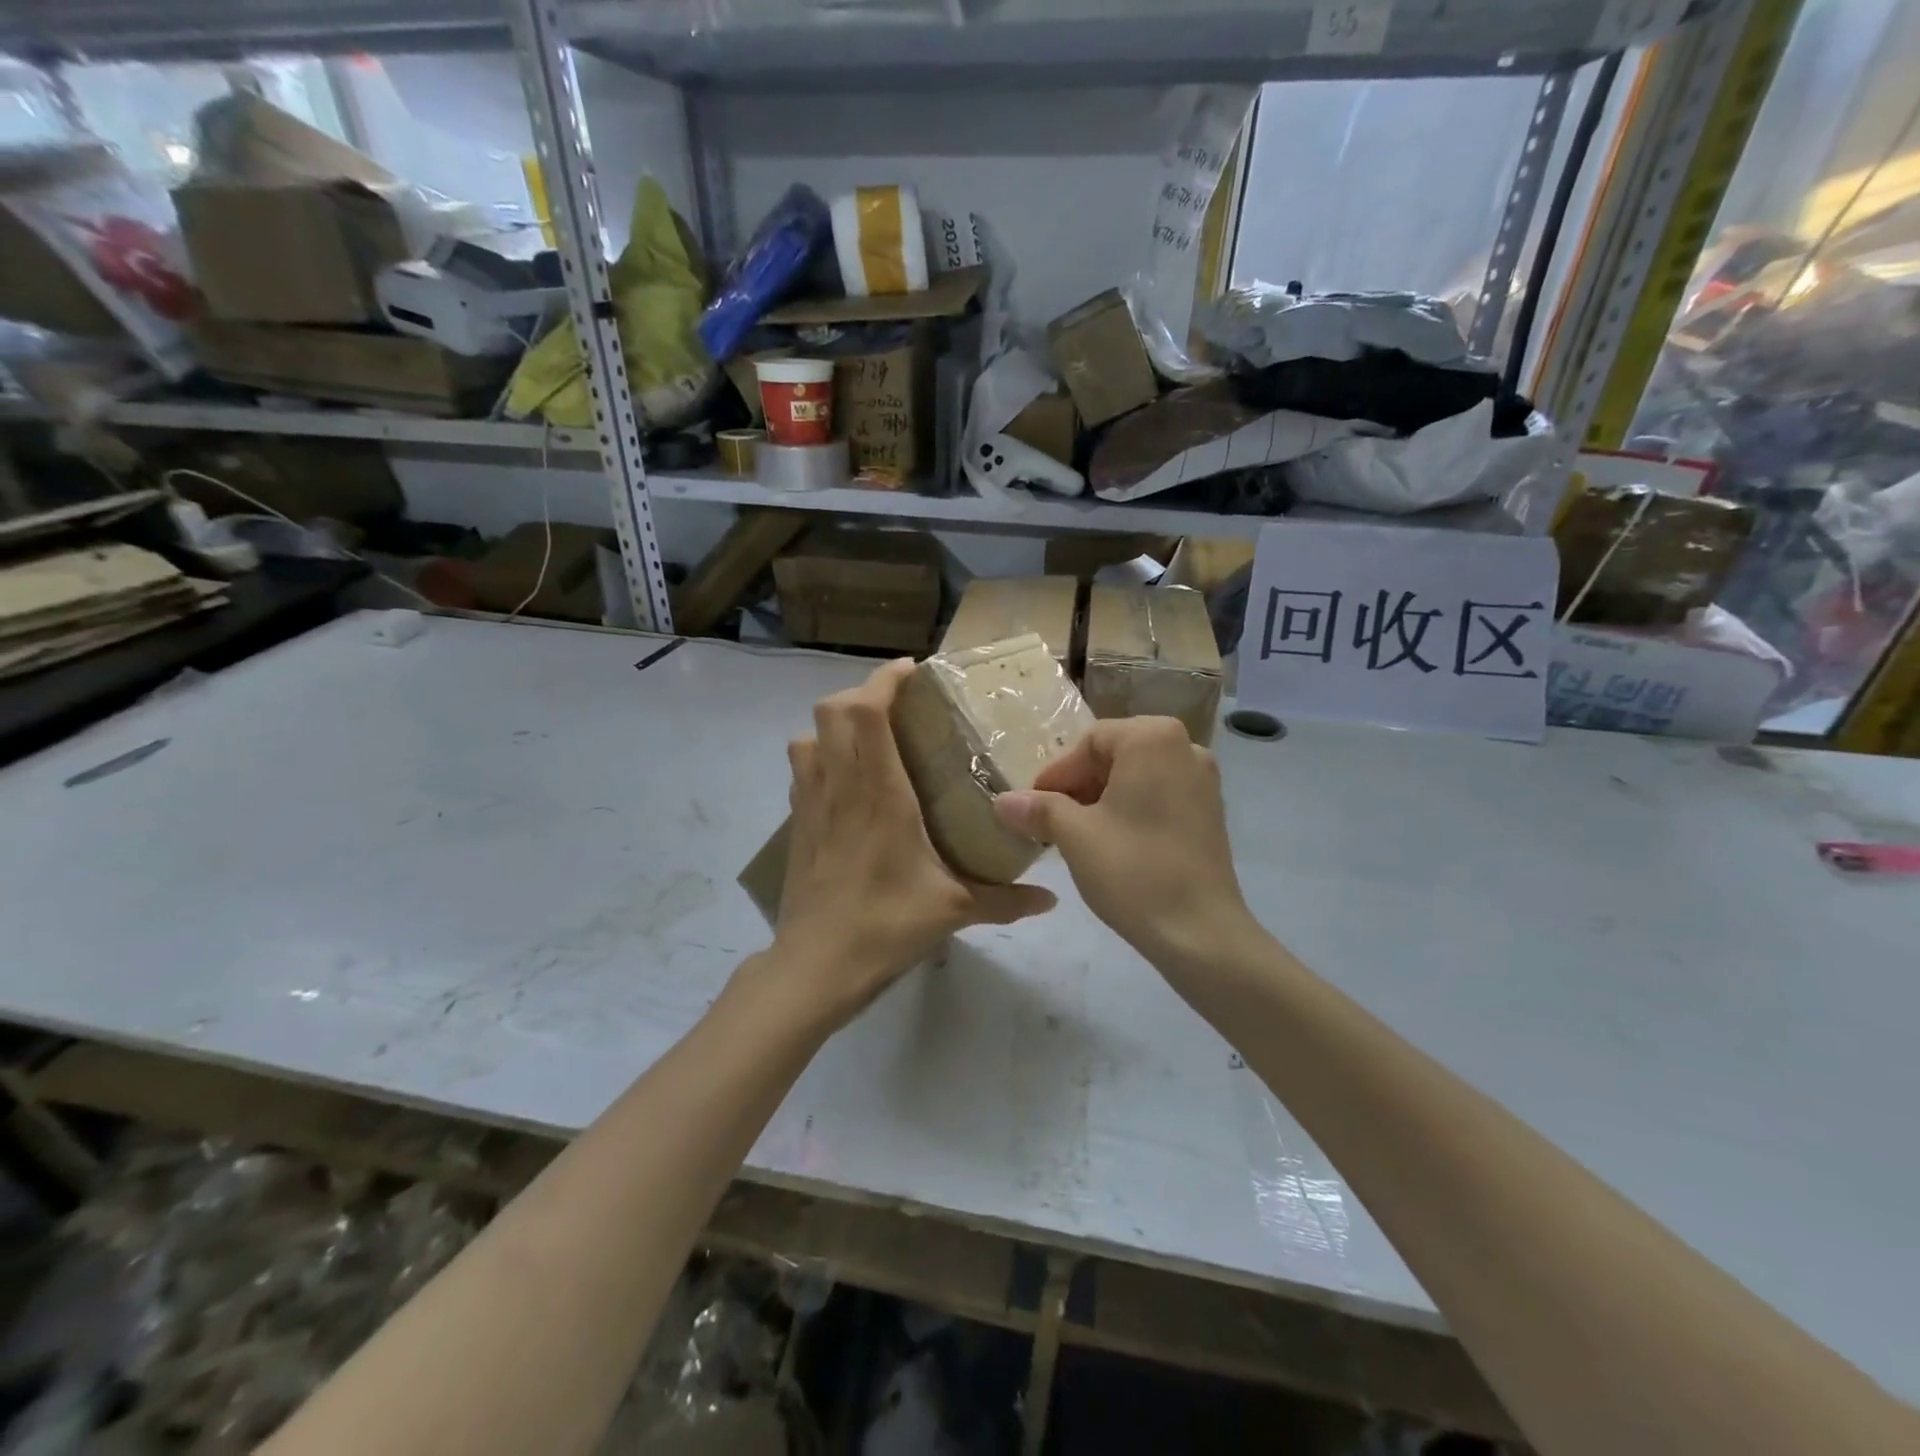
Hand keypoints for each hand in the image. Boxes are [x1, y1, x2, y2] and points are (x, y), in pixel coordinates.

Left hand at [756, 660, 1056, 1030]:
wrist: (815, 967)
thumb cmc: (885, 926)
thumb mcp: (954, 910)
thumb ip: (1006, 900)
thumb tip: (1051, 900)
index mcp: (878, 792)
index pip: (866, 711)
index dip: (884, 679)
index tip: (912, 672)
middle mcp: (839, 785)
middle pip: (830, 711)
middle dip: (862, 694)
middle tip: (898, 706)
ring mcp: (811, 804)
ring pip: (807, 736)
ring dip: (835, 724)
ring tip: (870, 738)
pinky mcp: (797, 825)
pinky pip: (802, 770)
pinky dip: (821, 756)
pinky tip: (849, 783)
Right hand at [993, 717, 1258, 974]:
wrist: (1199, 932)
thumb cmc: (1133, 870)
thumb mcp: (1074, 835)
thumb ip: (1037, 809)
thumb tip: (1002, 801)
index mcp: (1153, 738)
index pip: (1090, 742)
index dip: (1057, 774)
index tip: (1034, 807)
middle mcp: (1186, 747)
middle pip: (1115, 755)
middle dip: (1079, 786)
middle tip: (1052, 821)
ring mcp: (1204, 781)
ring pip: (1137, 777)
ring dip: (1102, 800)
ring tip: (1078, 835)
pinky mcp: (1212, 812)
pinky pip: (1160, 796)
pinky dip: (1131, 811)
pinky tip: (1113, 844)